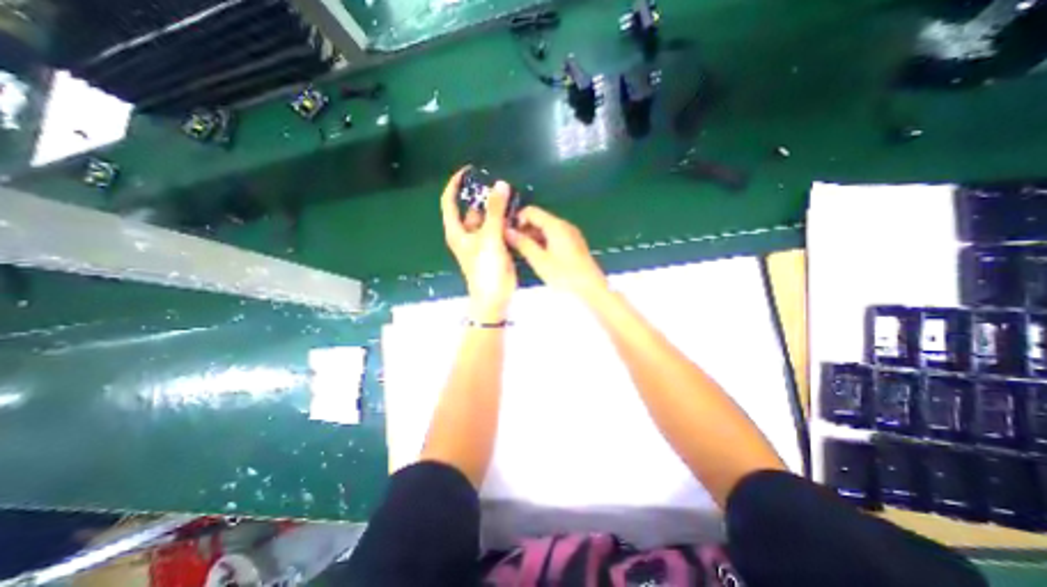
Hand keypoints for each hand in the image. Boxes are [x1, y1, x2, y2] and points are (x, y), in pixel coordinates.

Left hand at [440, 168, 516, 319]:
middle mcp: (466, 234)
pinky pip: (497, 228)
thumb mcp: (490, 237)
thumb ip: (496, 211)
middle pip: (471, 208)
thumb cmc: (486, 269)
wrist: (495, 297)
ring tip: (511, 196)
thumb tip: (500, 184)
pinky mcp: (494, 247)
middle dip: (483, 196)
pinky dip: (504, 220)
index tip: (468, 170)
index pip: (449, 201)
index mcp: (457, 231)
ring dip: (496, 208)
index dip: (455, 184)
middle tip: (500, 185)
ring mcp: (481, 241)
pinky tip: (516, 214)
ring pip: (486, 218)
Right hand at [506, 207, 605, 300]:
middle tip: (513, 245)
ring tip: (523, 253)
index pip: (531, 211)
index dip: (516, 219)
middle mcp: (564, 225)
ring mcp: (571, 234)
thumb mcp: (539, 260)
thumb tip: (507, 231)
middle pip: (539, 219)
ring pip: (546, 229)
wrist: (591, 289)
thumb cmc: (564, 275)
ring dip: (533, 237)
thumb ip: (523, 244)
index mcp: (555, 225)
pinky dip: (543, 242)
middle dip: (524, 229)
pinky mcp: (574, 244)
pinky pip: (554, 237)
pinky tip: (538, 257)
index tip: (507, 234)